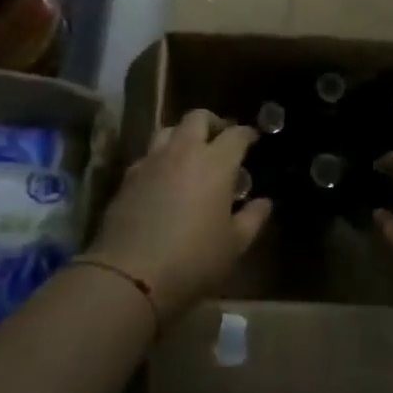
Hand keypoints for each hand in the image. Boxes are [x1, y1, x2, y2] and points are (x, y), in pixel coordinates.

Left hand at [87, 110, 271, 322]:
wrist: (131, 274)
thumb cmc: (194, 259)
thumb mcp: (234, 245)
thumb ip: (253, 218)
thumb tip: (264, 202)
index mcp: (216, 163)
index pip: (236, 134)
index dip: (247, 134)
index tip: (253, 139)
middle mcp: (183, 152)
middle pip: (197, 118)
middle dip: (213, 123)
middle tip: (220, 139)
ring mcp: (152, 161)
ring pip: (168, 129)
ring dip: (183, 135)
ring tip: (190, 154)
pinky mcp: (128, 177)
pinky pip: (148, 155)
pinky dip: (160, 158)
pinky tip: (164, 178)